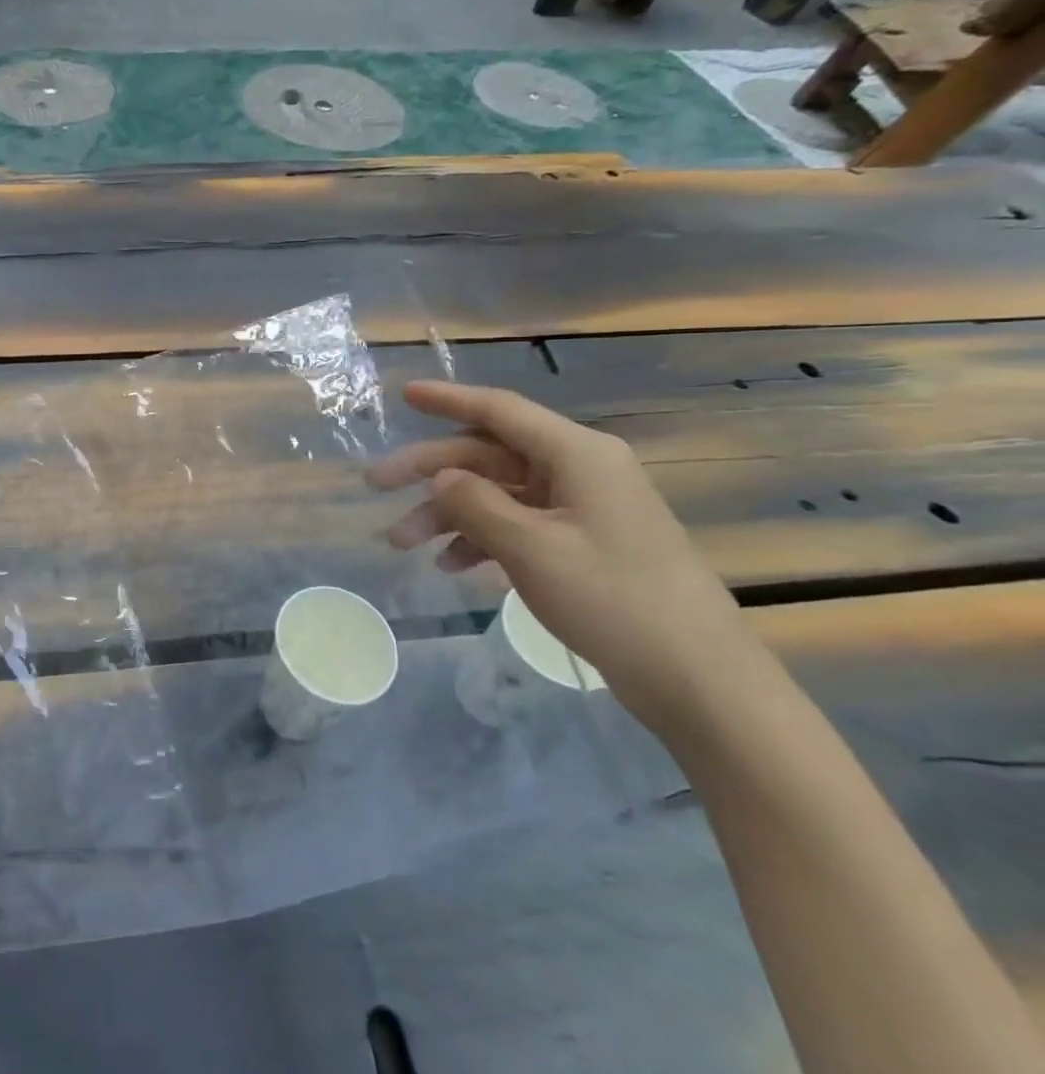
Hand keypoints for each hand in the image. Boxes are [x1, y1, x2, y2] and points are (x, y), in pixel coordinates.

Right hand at [367, 380, 761, 733]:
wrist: (697, 677)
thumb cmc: (612, 598)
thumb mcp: (530, 547)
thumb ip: (475, 503)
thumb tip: (441, 477)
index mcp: (576, 454)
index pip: (500, 410)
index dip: (448, 399)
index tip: (404, 395)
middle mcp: (579, 470)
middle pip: (488, 454)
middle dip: (431, 471)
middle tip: (376, 485)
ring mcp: (582, 509)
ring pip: (497, 493)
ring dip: (448, 512)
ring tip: (403, 542)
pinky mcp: (582, 544)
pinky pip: (517, 525)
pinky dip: (480, 538)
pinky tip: (451, 564)